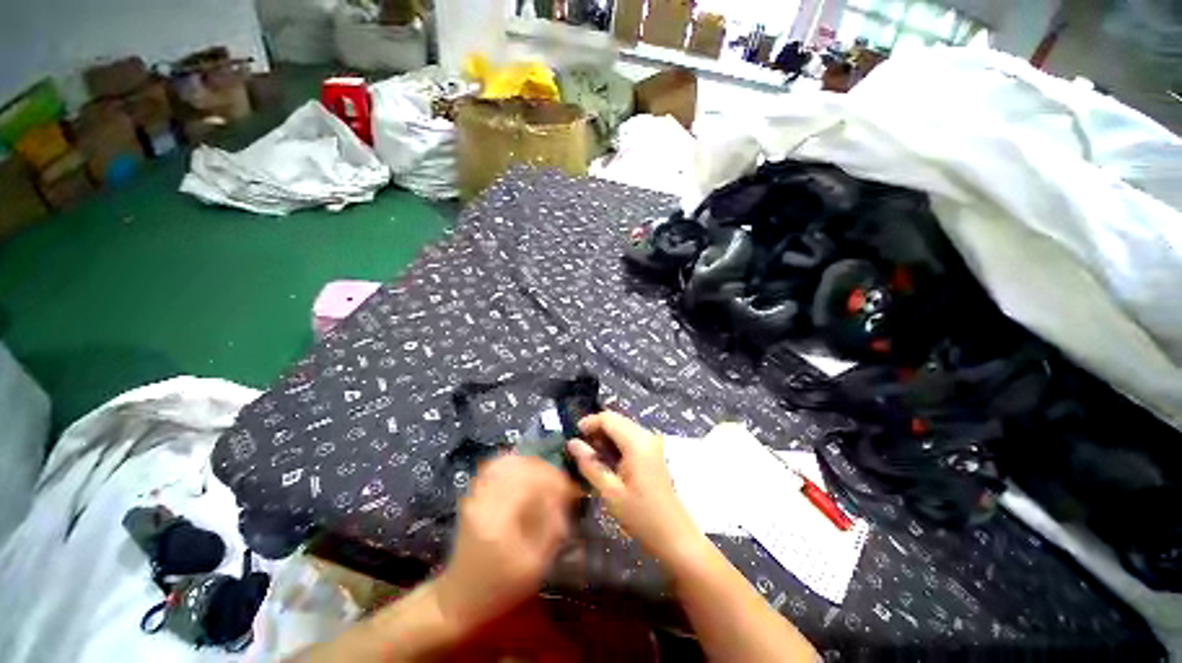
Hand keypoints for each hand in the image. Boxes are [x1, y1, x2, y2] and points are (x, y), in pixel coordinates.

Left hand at [434, 455, 578, 634]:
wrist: (459, 598)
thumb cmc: (500, 588)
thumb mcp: (534, 566)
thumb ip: (551, 528)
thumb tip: (562, 496)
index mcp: (498, 521)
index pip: (530, 481)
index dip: (555, 480)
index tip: (570, 490)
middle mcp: (484, 501)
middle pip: (519, 467)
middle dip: (545, 471)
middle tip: (560, 484)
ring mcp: (475, 495)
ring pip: (507, 462)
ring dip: (531, 466)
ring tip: (546, 479)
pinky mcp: (473, 495)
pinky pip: (495, 467)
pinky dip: (514, 464)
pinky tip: (526, 474)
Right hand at [567, 412, 704, 565]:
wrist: (675, 535)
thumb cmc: (641, 516)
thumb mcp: (610, 492)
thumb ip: (590, 464)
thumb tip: (572, 443)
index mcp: (637, 443)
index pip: (608, 418)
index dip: (589, 422)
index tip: (573, 436)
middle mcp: (647, 436)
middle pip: (617, 419)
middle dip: (597, 429)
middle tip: (581, 449)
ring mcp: (653, 443)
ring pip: (624, 427)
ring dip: (606, 436)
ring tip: (592, 456)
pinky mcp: (655, 451)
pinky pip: (631, 437)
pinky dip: (617, 442)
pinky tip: (608, 460)